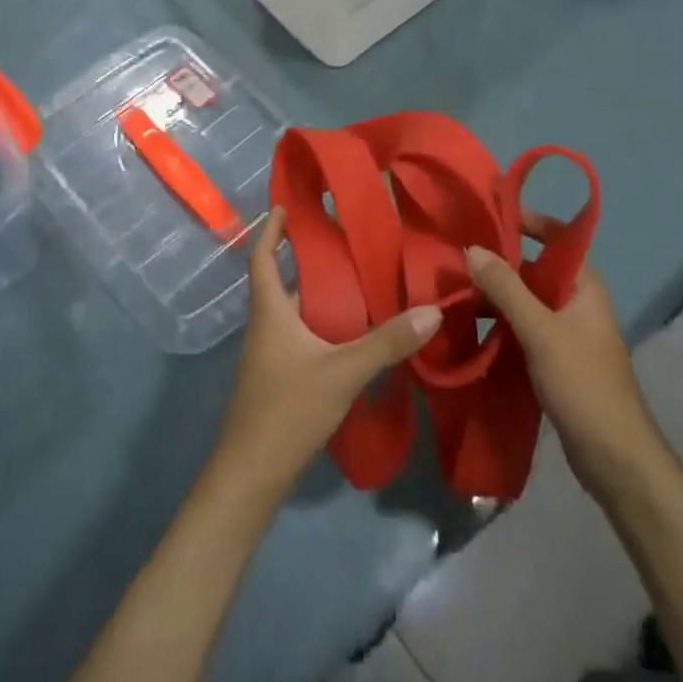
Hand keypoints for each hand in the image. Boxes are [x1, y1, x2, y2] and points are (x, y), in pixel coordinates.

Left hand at [209, 208, 442, 501]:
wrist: (251, 475)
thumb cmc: (287, 409)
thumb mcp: (342, 372)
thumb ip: (386, 343)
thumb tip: (431, 311)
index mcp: (270, 312)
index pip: (262, 258)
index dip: (270, 230)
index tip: (286, 206)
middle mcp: (265, 327)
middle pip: (282, 284)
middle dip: (309, 262)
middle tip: (348, 245)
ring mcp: (268, 356)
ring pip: (294, 314)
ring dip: (319, 297)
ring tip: (359, 285)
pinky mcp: (277, 380)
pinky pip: (300, 339)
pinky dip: (322, 327)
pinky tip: (351, 337)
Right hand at [468, 212, 667, 503]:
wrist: (614, 458)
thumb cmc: (583, 384)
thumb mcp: (541, 331)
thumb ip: (506, 288)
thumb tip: (472, 248)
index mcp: (583, 285)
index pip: (555, 236)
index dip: (524, 221)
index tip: (484, 216)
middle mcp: (574, 301)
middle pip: (532, 269)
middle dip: (496, 264)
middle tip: (453, 259)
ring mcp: (564, 331)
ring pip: (522, 301)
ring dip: (492, 298)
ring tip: (450, 294)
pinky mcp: (553, 359)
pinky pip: (520, 329)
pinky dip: (497, 325)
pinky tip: (466, 329)